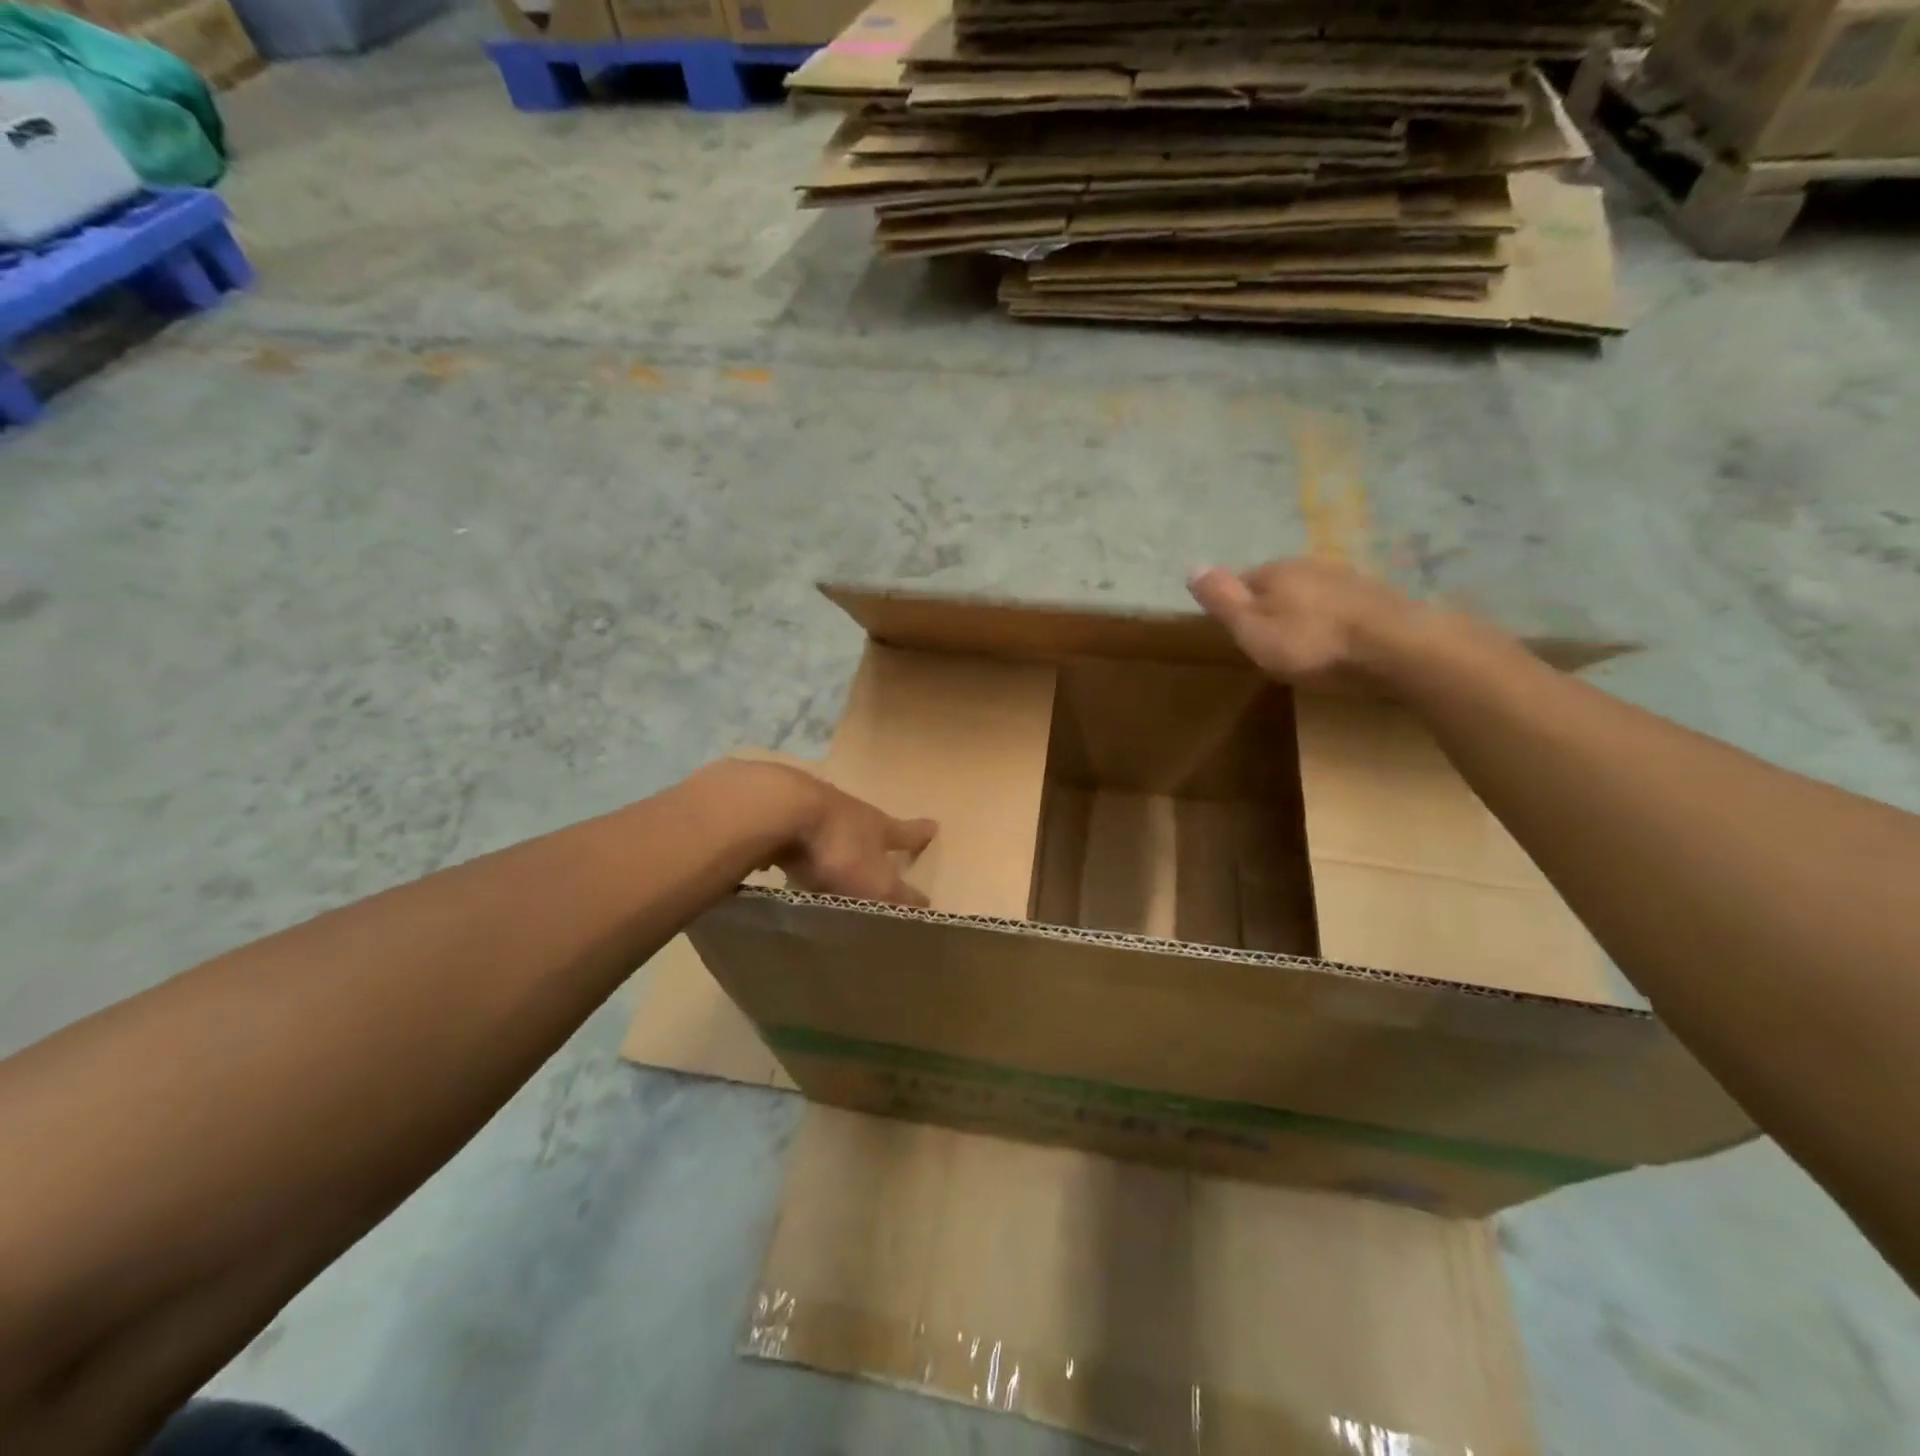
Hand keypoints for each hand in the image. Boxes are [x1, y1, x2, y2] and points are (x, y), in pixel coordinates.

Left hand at [706, 759, 936, 907]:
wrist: (780, 809)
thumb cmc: (838, 849)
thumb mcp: (875, 883)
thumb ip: (898, 898)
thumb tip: (928, 908)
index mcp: (876, 825)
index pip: (905, 831)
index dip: (920, 833)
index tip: (934, 825)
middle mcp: (847, 810)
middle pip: (865, 823)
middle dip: (870, 836)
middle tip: (874, 847)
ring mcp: (810, 806)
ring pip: (826, 826)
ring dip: (829, 841)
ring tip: (825, 861)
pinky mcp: (776, 811)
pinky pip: (790, 833)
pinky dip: (792, 845)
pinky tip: (781, 859)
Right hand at [1187, 559, 1413, 686]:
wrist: (1397, 647)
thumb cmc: (1312, 643)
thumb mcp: (1253, 628)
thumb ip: (1222, 599)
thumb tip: (1191, 565)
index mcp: (1276, 571)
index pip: (1243, 581)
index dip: (1236, 606)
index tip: (1237, 633)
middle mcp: (1311, 565)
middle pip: (1279, 585)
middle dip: (1272, 608)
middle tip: (1268, 643)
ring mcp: (1348, 579)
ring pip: (1312, 593)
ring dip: (1305, 613)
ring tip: (1303, 644)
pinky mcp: (1378, 598)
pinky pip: (1342, 606)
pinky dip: (1333, 620)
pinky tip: (1337, 641)